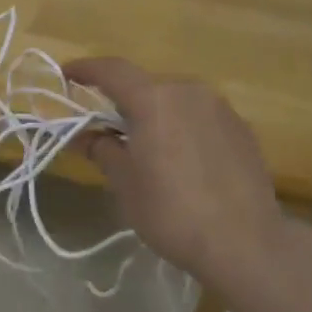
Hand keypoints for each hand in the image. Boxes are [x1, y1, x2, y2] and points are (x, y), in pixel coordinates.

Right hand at [65, 58, 295, 286]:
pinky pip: (200, 117)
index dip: (86, 69)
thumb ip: (102, 150)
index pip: (113, 70)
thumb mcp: (125, 183)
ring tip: (144, 146)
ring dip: (155, 115)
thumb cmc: (171, 211)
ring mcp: (220, 109)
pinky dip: (181, 127)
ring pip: (176, 101)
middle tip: (105, 127)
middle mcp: (189, 92)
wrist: (244, 243)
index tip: (67, 75)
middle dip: (122, 101)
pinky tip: (180, 159)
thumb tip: (85, 136)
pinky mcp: (242, 129)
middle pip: (146, 86)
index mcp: (155, 100)